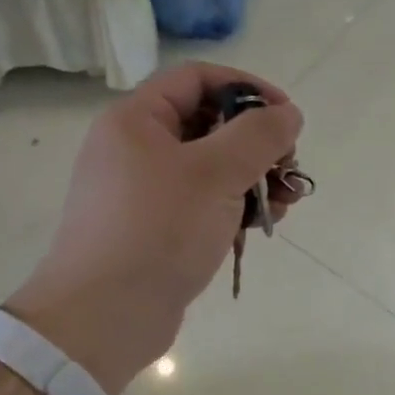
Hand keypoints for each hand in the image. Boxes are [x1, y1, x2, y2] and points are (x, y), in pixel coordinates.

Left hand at [7, 63, 303, 392]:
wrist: (105, 315)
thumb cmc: (158, 231)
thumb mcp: (215, 173)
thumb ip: (258, 136)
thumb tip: (288, 114)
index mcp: (136, 120)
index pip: (197, 79)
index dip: (247, 88)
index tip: (286, 118)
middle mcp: (135, 149)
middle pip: (207, 125)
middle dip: (256, 144)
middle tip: (289, 168)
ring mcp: (143, 193)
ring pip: (209, 170)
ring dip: (252, 180)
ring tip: (286, 204)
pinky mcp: (154, 231)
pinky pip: (201, 205)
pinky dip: (232, 209)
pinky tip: (261, 226)